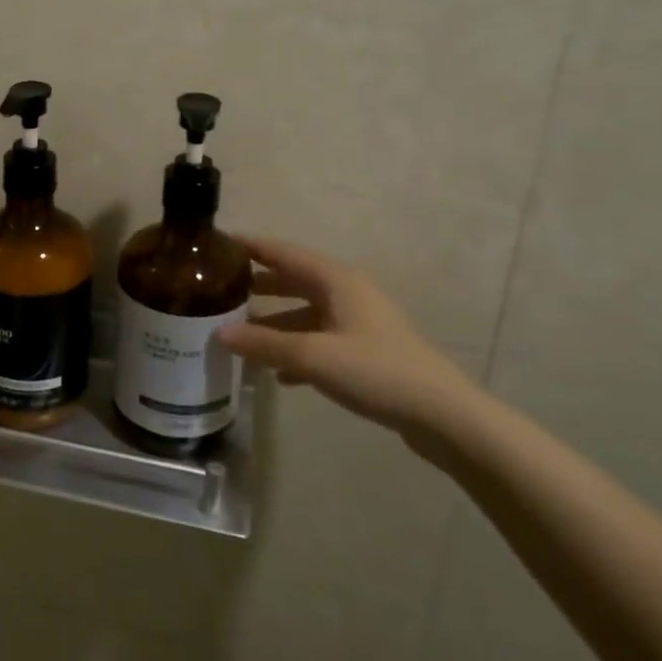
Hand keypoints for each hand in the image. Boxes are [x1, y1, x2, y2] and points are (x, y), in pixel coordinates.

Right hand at [217, 236, 478, 437]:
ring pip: (306, 312)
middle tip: (220, 289)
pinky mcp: (366, 351)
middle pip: (294, 280)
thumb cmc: (376, 371)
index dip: (252, 247)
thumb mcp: (313, 357)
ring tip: (239, 333)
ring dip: (275, 322)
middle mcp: (347, 293)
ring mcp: (359, 323)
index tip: (218, 243)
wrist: (444, 416)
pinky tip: (277, 374)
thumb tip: (219, 333)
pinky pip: (320, 340)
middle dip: (259, 284)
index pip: (284, 252)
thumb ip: (264, 344)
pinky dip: (296, 349)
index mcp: (336, 281)